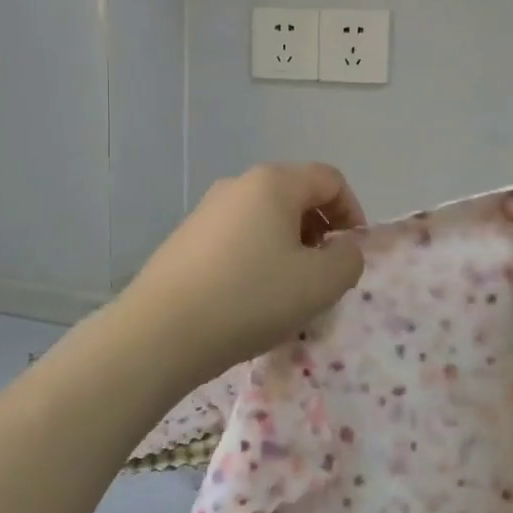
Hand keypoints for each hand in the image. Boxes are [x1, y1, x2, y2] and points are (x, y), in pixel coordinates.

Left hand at [118, 163, 366, 383]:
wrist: (160, 333)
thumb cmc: (251, 298)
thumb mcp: (320, 284)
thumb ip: (349, 260)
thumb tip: (342, 249)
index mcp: (273, 183)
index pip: (330, 179)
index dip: (352, 212)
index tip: (352, 254)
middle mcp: (237, 185)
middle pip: (295, 196)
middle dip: (320, 232)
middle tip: (323, 275)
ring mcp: (206, 211)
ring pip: (265, 220)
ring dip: (289, 248)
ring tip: (288, 293)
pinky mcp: (185, 240)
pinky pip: (237, 239)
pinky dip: (257, 259)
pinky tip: (250, 299)